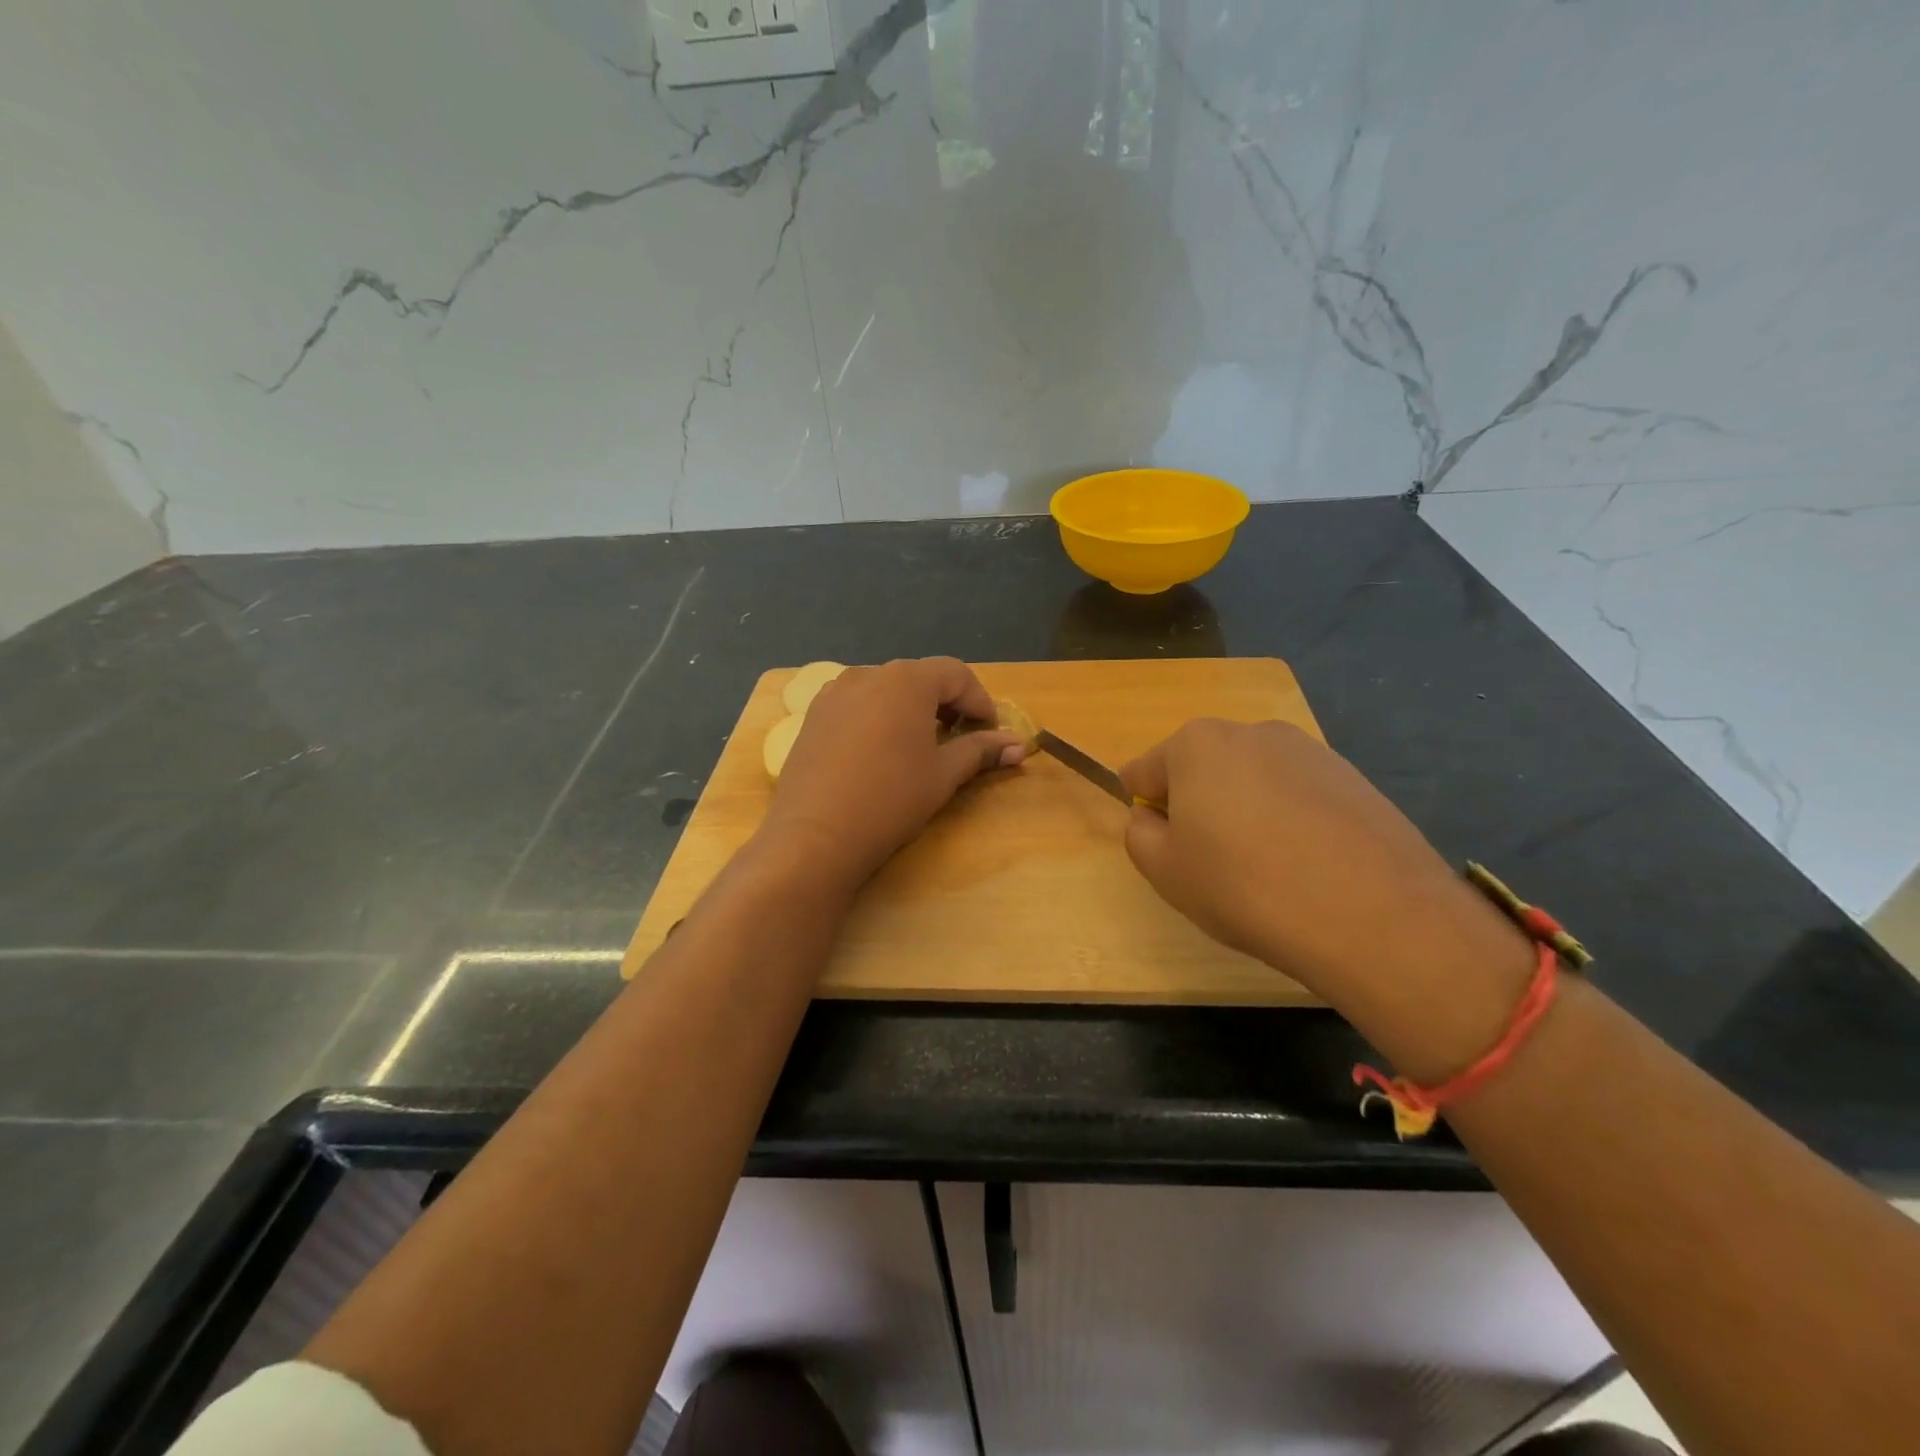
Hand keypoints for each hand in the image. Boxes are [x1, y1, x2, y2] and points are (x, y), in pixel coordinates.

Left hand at [762, 658, 1024, 885]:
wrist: (815, 835)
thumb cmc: (891, 799)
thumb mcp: (944, 774)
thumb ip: (981, 751)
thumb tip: (1018, 744)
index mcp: (907, 680)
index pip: (956, 674)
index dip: (980, 701)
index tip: (991, 731)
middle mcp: (869, 673)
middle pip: (920, 678)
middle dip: (946, 703)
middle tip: (960, 738)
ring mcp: (835, 693)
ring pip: (886, 690)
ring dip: (912, 709)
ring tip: (920, 745)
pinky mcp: (813, 715)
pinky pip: (858, 705)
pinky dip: (879, 717)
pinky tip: (881, 752)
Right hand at [1119, 720, 1532, 1054]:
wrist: (1373, 914)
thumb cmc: (1244, 885)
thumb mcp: (1164, 871)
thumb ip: (1139, 834)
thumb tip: (1152, 818)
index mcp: (1195, 743)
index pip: (1143, 771)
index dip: (1145, 812)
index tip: (1165, 850)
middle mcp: (1251, 732)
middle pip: (1201, 770)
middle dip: (1198, 807)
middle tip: (1215, 863)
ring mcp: (1309, 751)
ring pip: (1252, 782)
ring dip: (1245, 813)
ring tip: (1268, 869)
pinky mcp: (1353, 777)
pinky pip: (1298, 796)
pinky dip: (1291, 822)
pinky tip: (1309, 866)